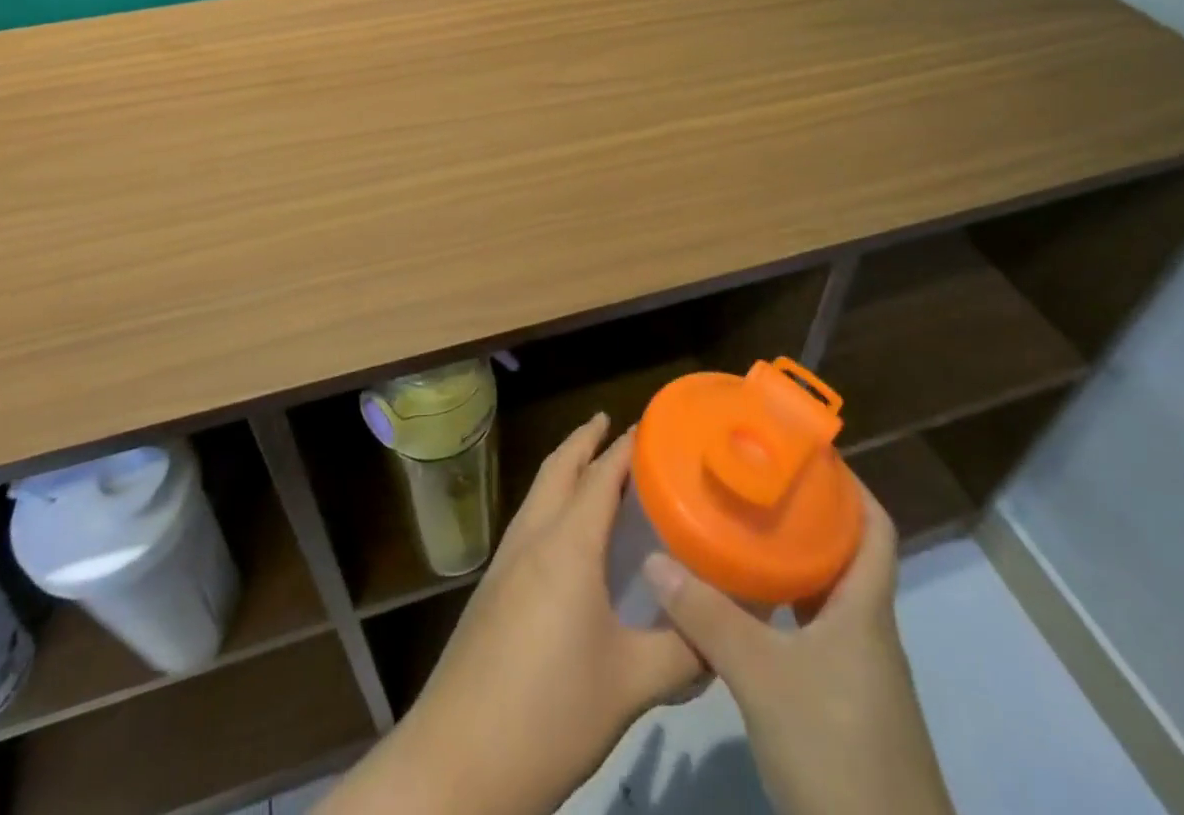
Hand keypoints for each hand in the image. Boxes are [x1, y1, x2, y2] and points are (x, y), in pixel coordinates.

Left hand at [320, 414, 703, 814]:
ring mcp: (505, 561)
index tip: (653, 425)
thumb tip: (726, 632)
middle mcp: (533, 537)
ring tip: (593, 467)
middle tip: (613, 424)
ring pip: (538, 493)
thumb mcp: (631, 685)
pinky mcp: (492, 588)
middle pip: (558, 469)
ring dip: (563, 469)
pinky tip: (566, 534)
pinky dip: (551, 502)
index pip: (601, 475)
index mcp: (567, 544)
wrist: (458, 760)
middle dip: (584, 440)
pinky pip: (528, 522)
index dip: (626, 446)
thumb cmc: (550, 711)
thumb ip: (684, 650)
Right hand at [644, 486, 956, 814]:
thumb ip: (708, 616)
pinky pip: (814, 633)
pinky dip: (784, 610)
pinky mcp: (843, 705)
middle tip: (753, 484)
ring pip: (826, 596)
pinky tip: (746, 609)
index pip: (875, 527)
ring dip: (792, 563)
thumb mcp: (763, 677)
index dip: (850, 485)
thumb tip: (653, 559)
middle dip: (805, 516)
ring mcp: (858, 672)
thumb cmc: (836, 751)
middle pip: (845, 555)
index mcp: (865, 609)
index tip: (805, 453)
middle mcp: (867, 630)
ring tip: (741, 531)